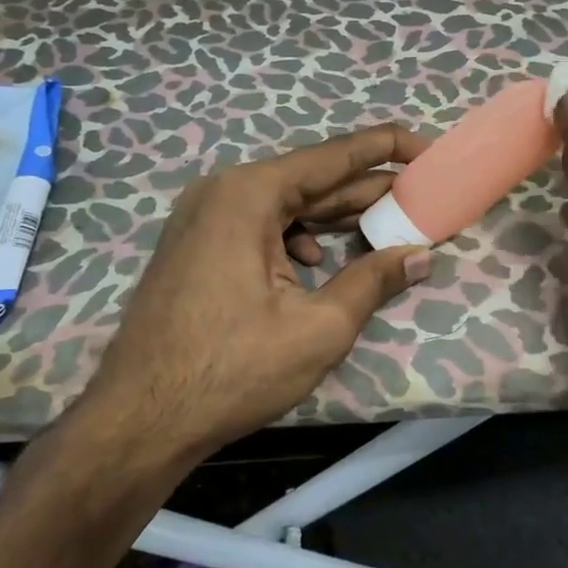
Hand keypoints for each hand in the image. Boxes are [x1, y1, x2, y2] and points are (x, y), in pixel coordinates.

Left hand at [85, 125, 433, 458]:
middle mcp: (223, 191)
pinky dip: (297, 239)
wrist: (139, 419)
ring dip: (334, 218)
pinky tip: (319, 264)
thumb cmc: (231, 370)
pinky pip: (259, 226)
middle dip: (366, 191)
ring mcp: (203, 217)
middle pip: (310, 181)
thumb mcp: (318, 328)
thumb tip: (422, 254)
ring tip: (385, 229)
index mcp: (250, 194)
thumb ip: (373, 281)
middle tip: (421, 197)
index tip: (428, 148)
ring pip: (285, 206)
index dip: (387, 148)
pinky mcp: (197, 245)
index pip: (334, 156)